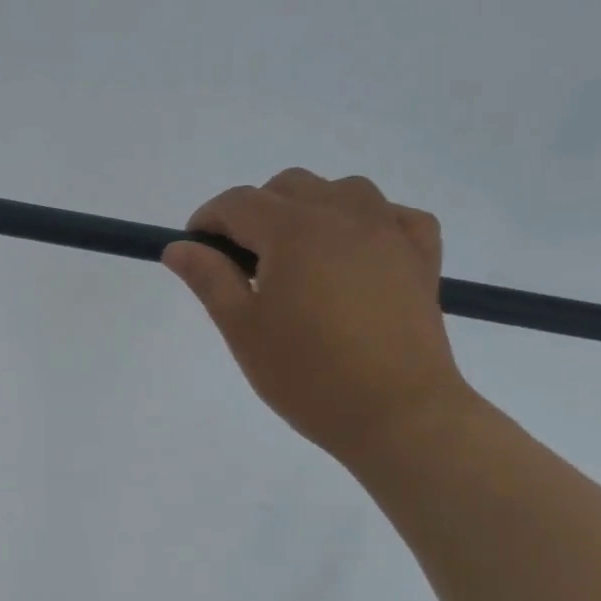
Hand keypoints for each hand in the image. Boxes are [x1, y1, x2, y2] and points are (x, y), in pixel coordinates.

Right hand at [162, 168, 475, 468]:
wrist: (397, 414)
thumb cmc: (308, 376)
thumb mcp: (243, 330)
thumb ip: (209, 279)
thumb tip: (178, 247)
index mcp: (294, 230)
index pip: (238, 203)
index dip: (208, 220)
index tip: (195, 250)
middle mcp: (343, 214)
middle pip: (289, 187)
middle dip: (257, 212)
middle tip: (245, 264)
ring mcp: (389, 231)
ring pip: (342, 191)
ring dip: (311, 210)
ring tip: (300, 258)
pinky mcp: (421, 257)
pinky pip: (393, 216)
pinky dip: (368, 223)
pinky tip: (357, 254)